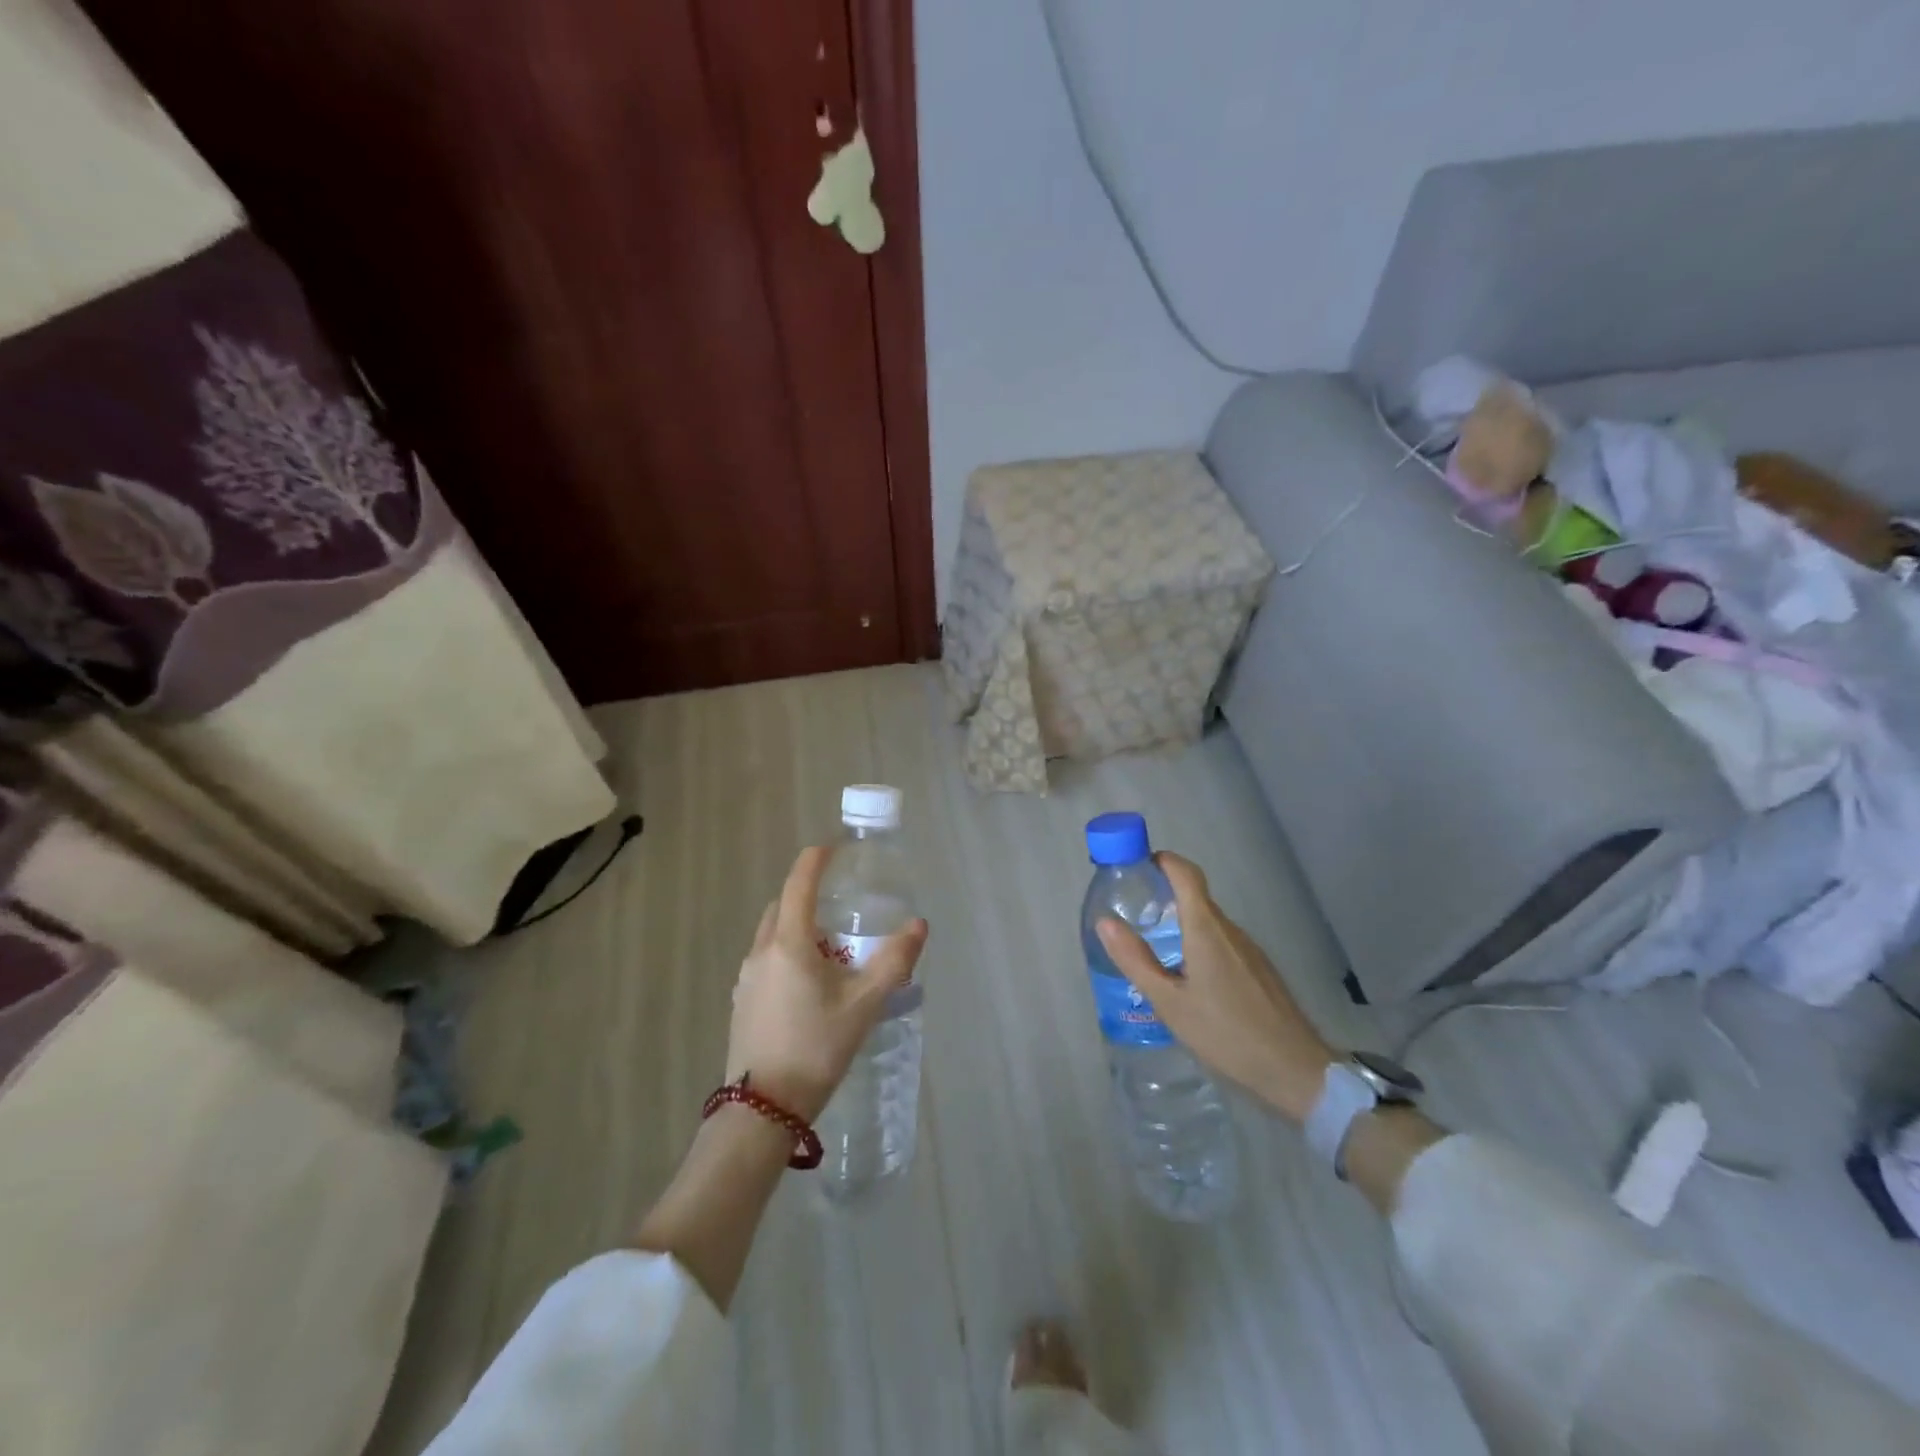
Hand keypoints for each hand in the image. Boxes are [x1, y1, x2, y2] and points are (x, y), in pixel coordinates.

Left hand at [726, 846, 927, 1121]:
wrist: (763, 1109)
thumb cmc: (816, 1047)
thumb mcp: (864, 1004)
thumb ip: (894, 961)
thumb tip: (919, 926)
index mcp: (789, 943)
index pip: (798, 884)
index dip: (814, 861)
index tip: (830, 847)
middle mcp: (761, 952)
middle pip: (782, 907)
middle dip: (806, 895)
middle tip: (837, 903)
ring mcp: (746, 979)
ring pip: (771, 936)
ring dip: (796, 928)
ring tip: (828, 946)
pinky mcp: (742, 1002)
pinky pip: (765, 961)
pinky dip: (786, 954)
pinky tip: (807, 983)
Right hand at [1097, 852, 1334, 1124]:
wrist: (1296, 1071)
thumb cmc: (1226, 1034)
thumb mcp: (1170, 1002)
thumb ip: (1136, 960)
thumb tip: (1105, 922)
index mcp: (1206, 930)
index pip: (1186, 874)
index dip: (1163, 861)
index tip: (1138, 865)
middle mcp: (1230, 930)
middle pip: (1196, 897)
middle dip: (1165, 895)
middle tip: (1135, 912)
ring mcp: (1250, 950)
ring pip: (1210, 923)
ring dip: (1183, 924)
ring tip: (1156, 949)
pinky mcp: (1261, 970)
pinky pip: (1224, 944)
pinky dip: (1201, 945)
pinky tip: (1190, 979)